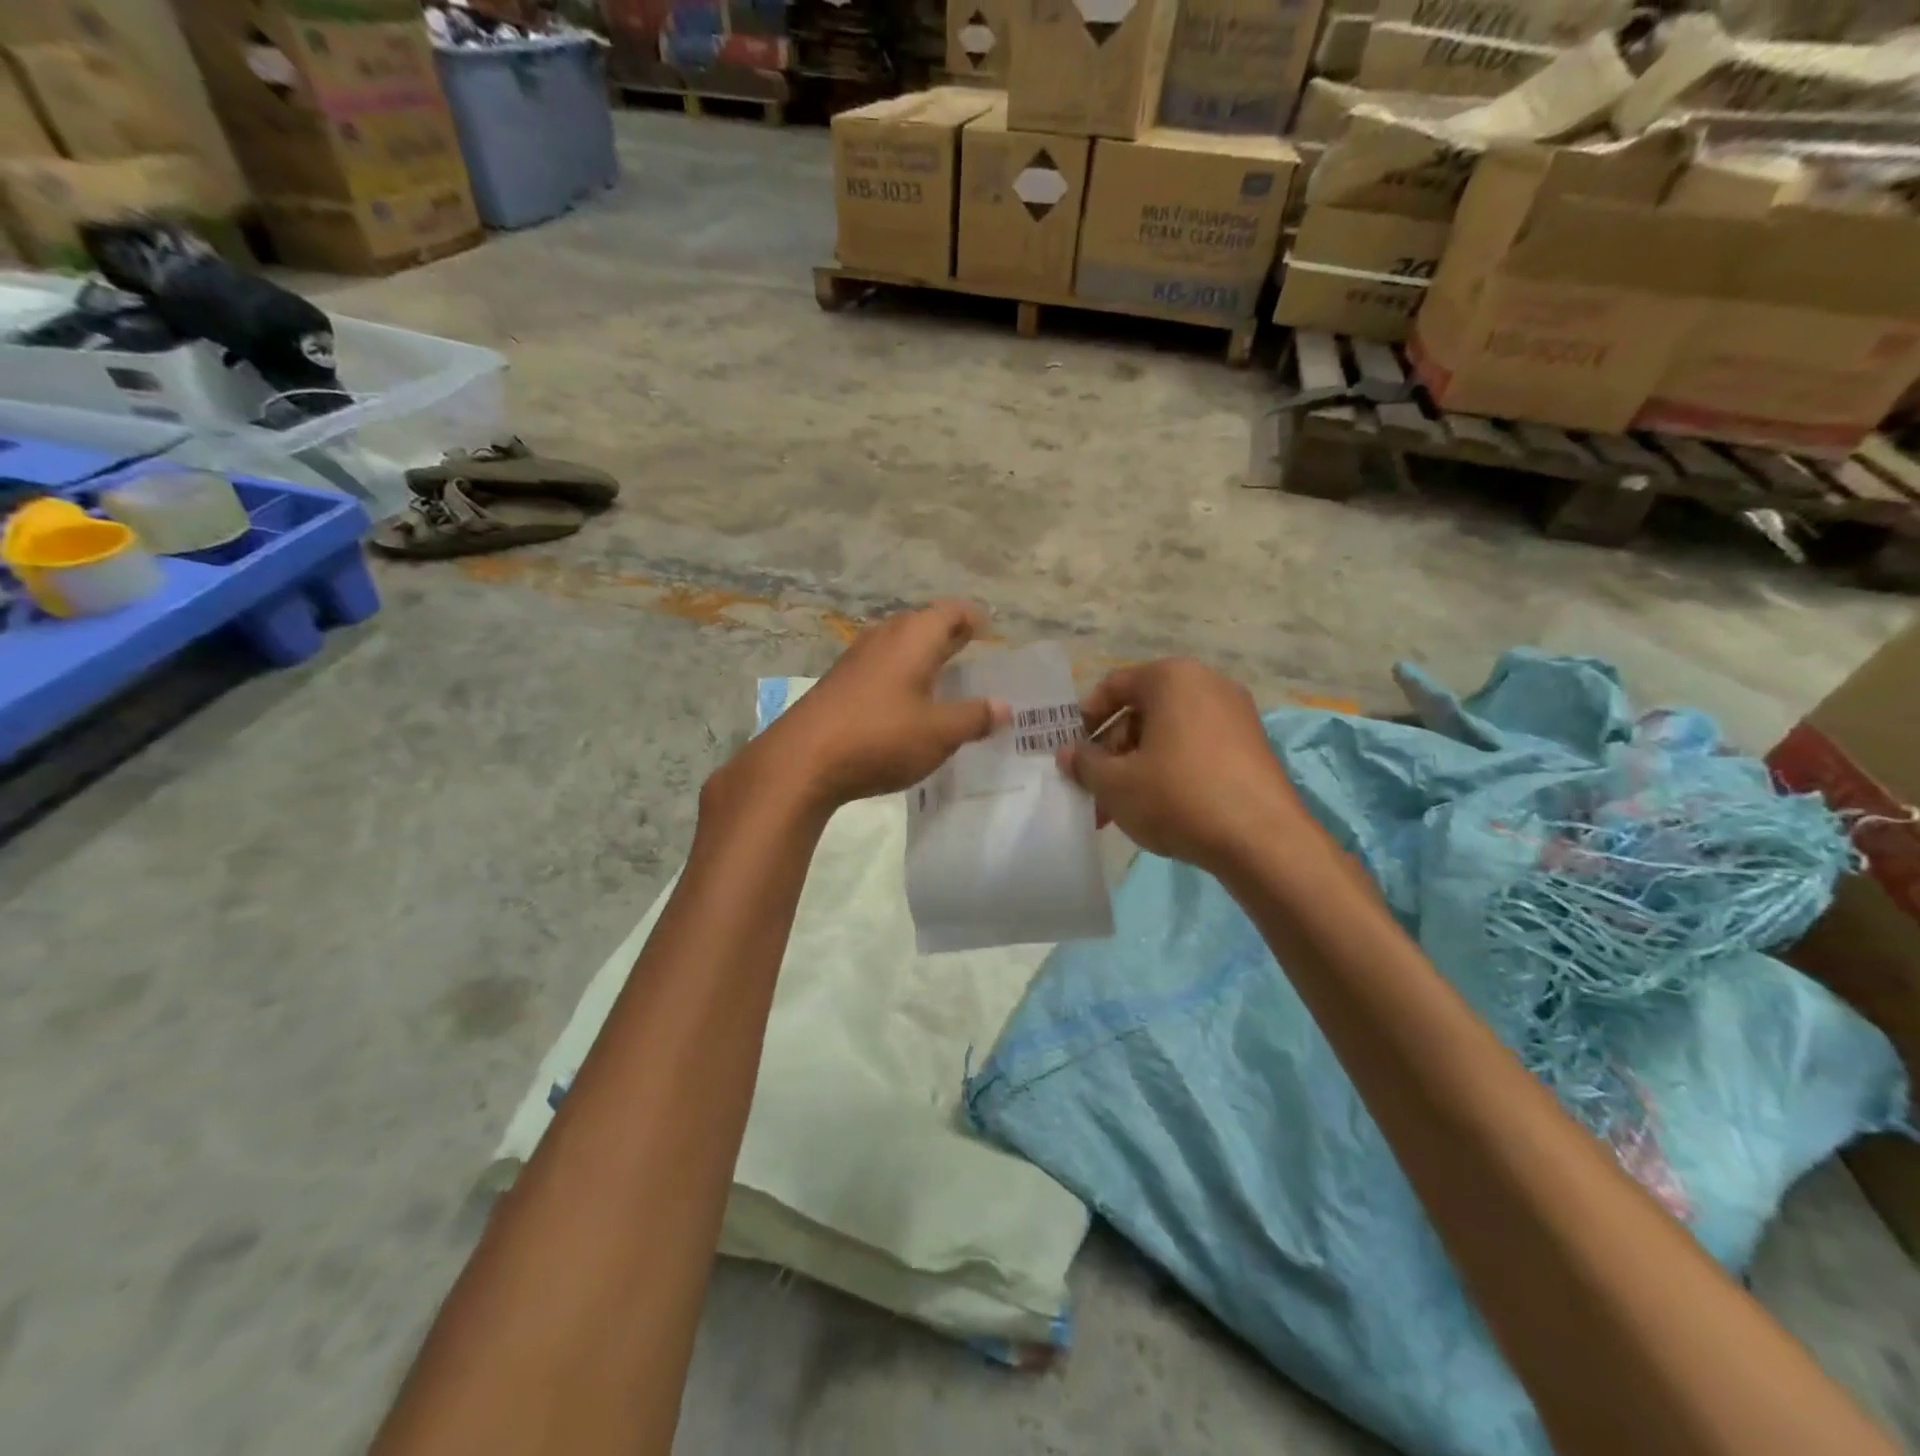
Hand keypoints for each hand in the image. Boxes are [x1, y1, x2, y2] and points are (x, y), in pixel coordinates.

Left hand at [721, 601, 1010, 818]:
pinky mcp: (837, 684)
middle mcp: (883, 638)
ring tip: (943, 679)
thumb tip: (1004, 707)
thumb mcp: (939, 733)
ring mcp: (855, 659)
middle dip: (948, 636)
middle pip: (922, 624)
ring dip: (921, 656)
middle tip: (971, 653)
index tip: (989, 631)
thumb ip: (974, 717)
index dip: (973, 617)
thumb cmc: (880, 737)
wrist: (801, 761)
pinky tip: (904, 705)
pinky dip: (900, 676)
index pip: (951, 611)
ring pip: (897, 645)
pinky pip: (879, 667)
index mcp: (913, 638)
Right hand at [1058, 659, 1303, 873]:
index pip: (1113, 686)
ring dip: (1138, 767)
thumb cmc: (1178, 796)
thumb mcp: (1115, 784)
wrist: (1263, 841)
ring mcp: (1236, 715)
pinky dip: (1172, 771)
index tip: (1073, 754)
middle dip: (1112, 753)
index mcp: (1171, 678)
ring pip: (1169, 735)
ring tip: (1122, 810)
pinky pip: (1197, 749)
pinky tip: (1160, 809)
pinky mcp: (1253, 746)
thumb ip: (1084, 764)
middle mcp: (1207, 684)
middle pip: (1142, 713)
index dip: (1085, 720)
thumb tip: (1067, 754)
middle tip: (1096, 792)